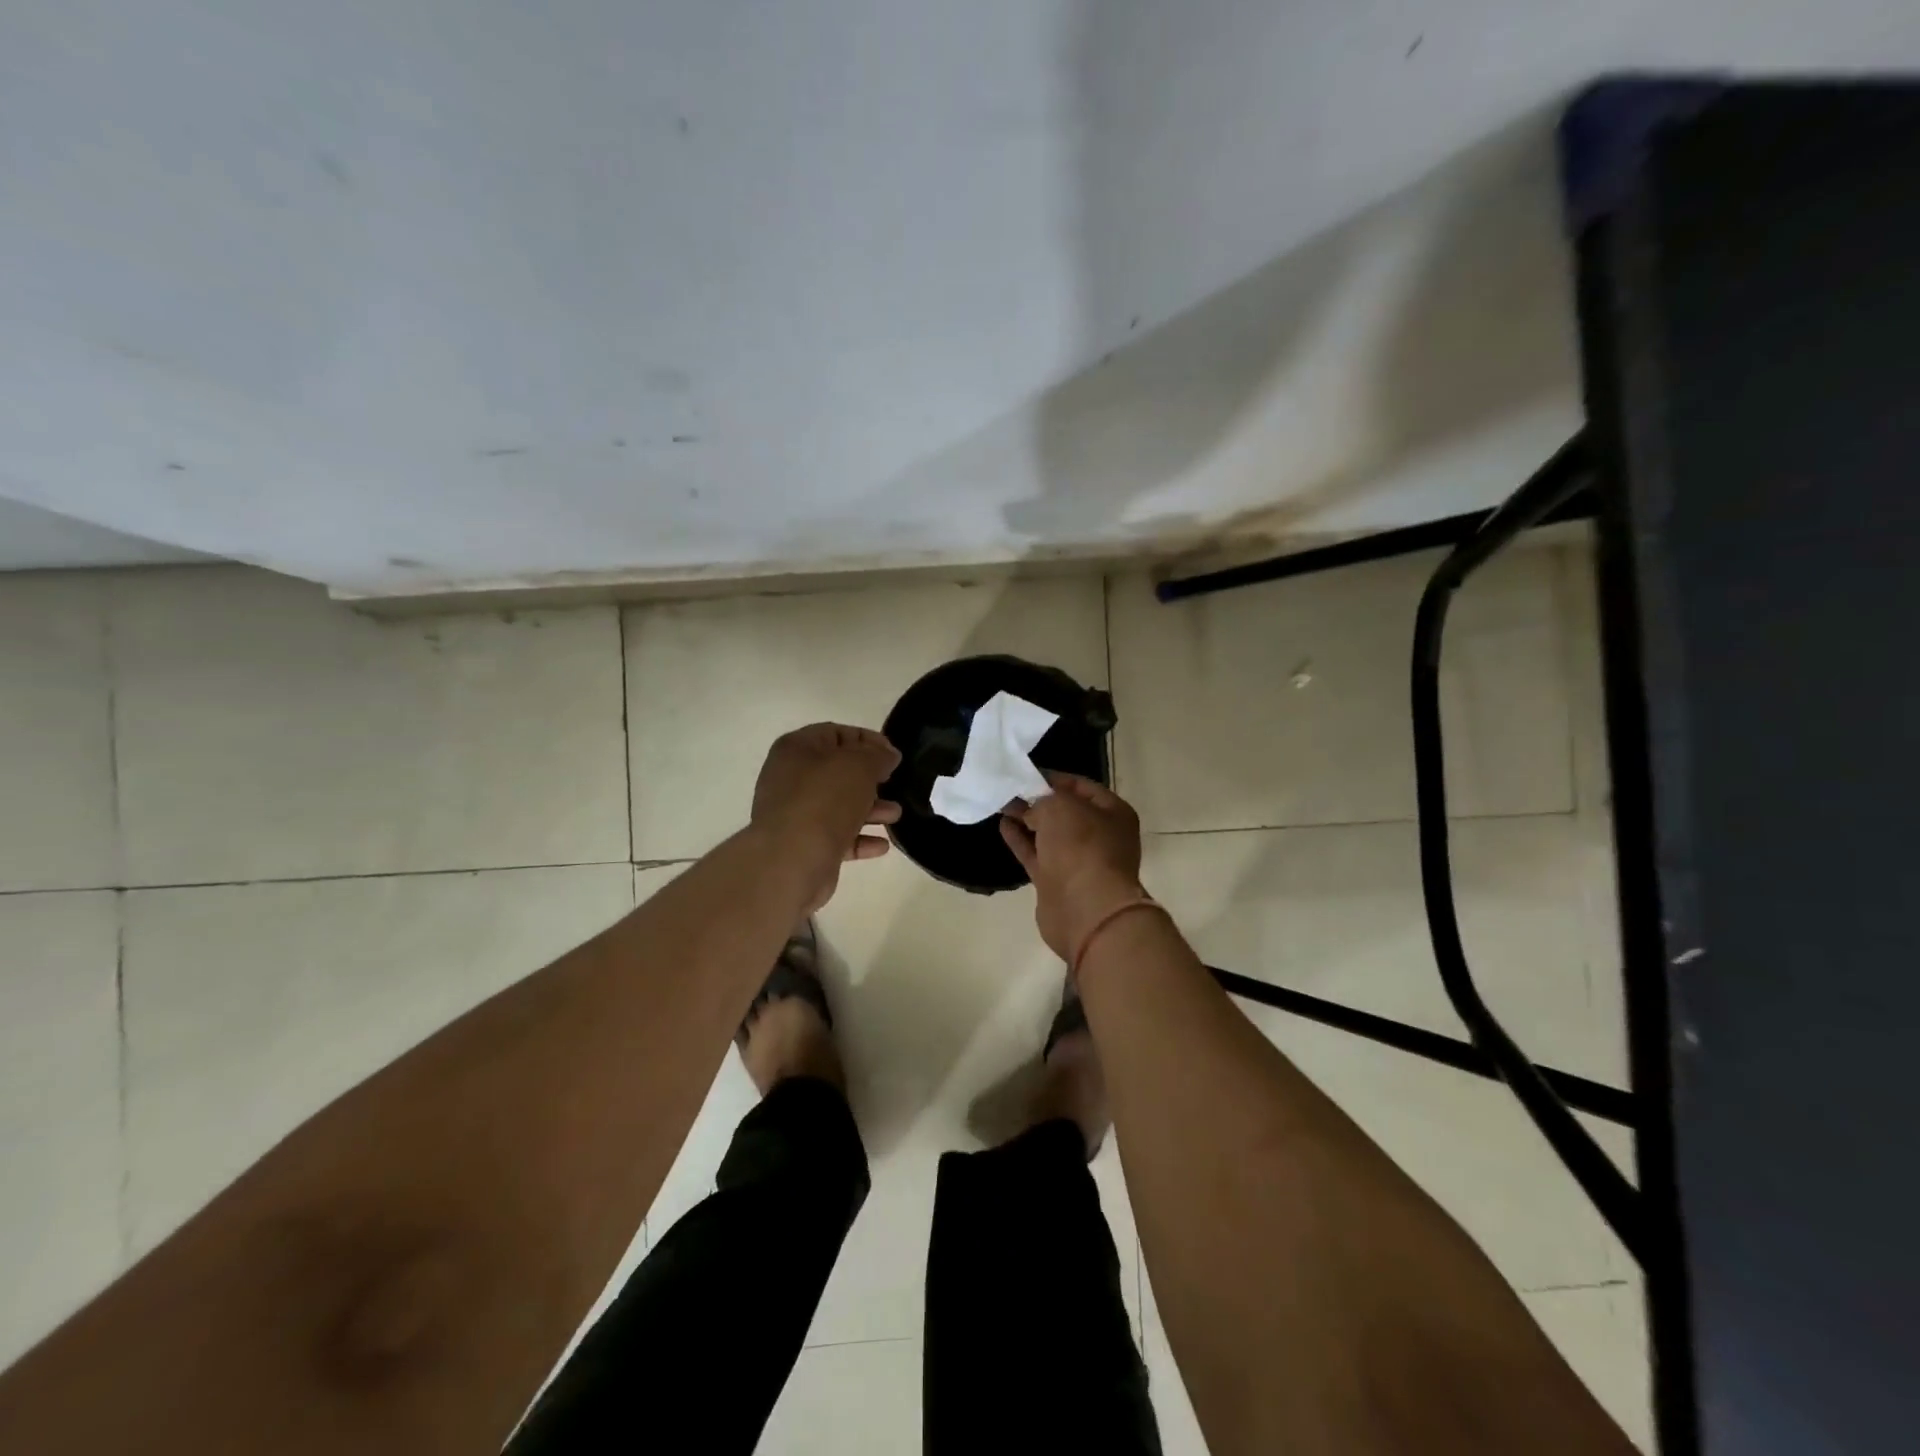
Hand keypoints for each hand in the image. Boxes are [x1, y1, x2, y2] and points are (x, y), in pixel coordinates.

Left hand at [751, 723, 902, 911]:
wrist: (792, 859)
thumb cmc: (825, 799)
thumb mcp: (860, 765)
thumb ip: (878, 755)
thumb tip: (888, 756)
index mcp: (797, 749)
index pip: (836, 733)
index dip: (868, 740)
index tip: (894, 754)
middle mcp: (790, 778)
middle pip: (838, 771)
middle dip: (871, 778)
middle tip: (894, 783)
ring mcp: (794, 813)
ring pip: (839, 805)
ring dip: (870, 809)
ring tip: (895, 815)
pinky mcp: (803, 845)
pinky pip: (836, 836)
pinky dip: (859, 838)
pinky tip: (882, 845)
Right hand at [999, 772, 1146, 962]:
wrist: (1086, 909)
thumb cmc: (1082, 847)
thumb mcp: (1060, 807)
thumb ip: (1042, 800)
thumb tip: (1030, 810)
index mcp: (1113, 813)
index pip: (1081, 786)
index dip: (1053, 778)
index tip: (1025, 771)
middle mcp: (1099, 836)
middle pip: (1065, 811)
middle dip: (1038, 799)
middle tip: (1009, 787)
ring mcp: (1077, 861)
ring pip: (1048, 834)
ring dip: (1027, 819)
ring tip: (1001, 802)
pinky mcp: (1056, 882)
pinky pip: (1036, 854)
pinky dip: (1020, 840)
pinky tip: (1003, 825)